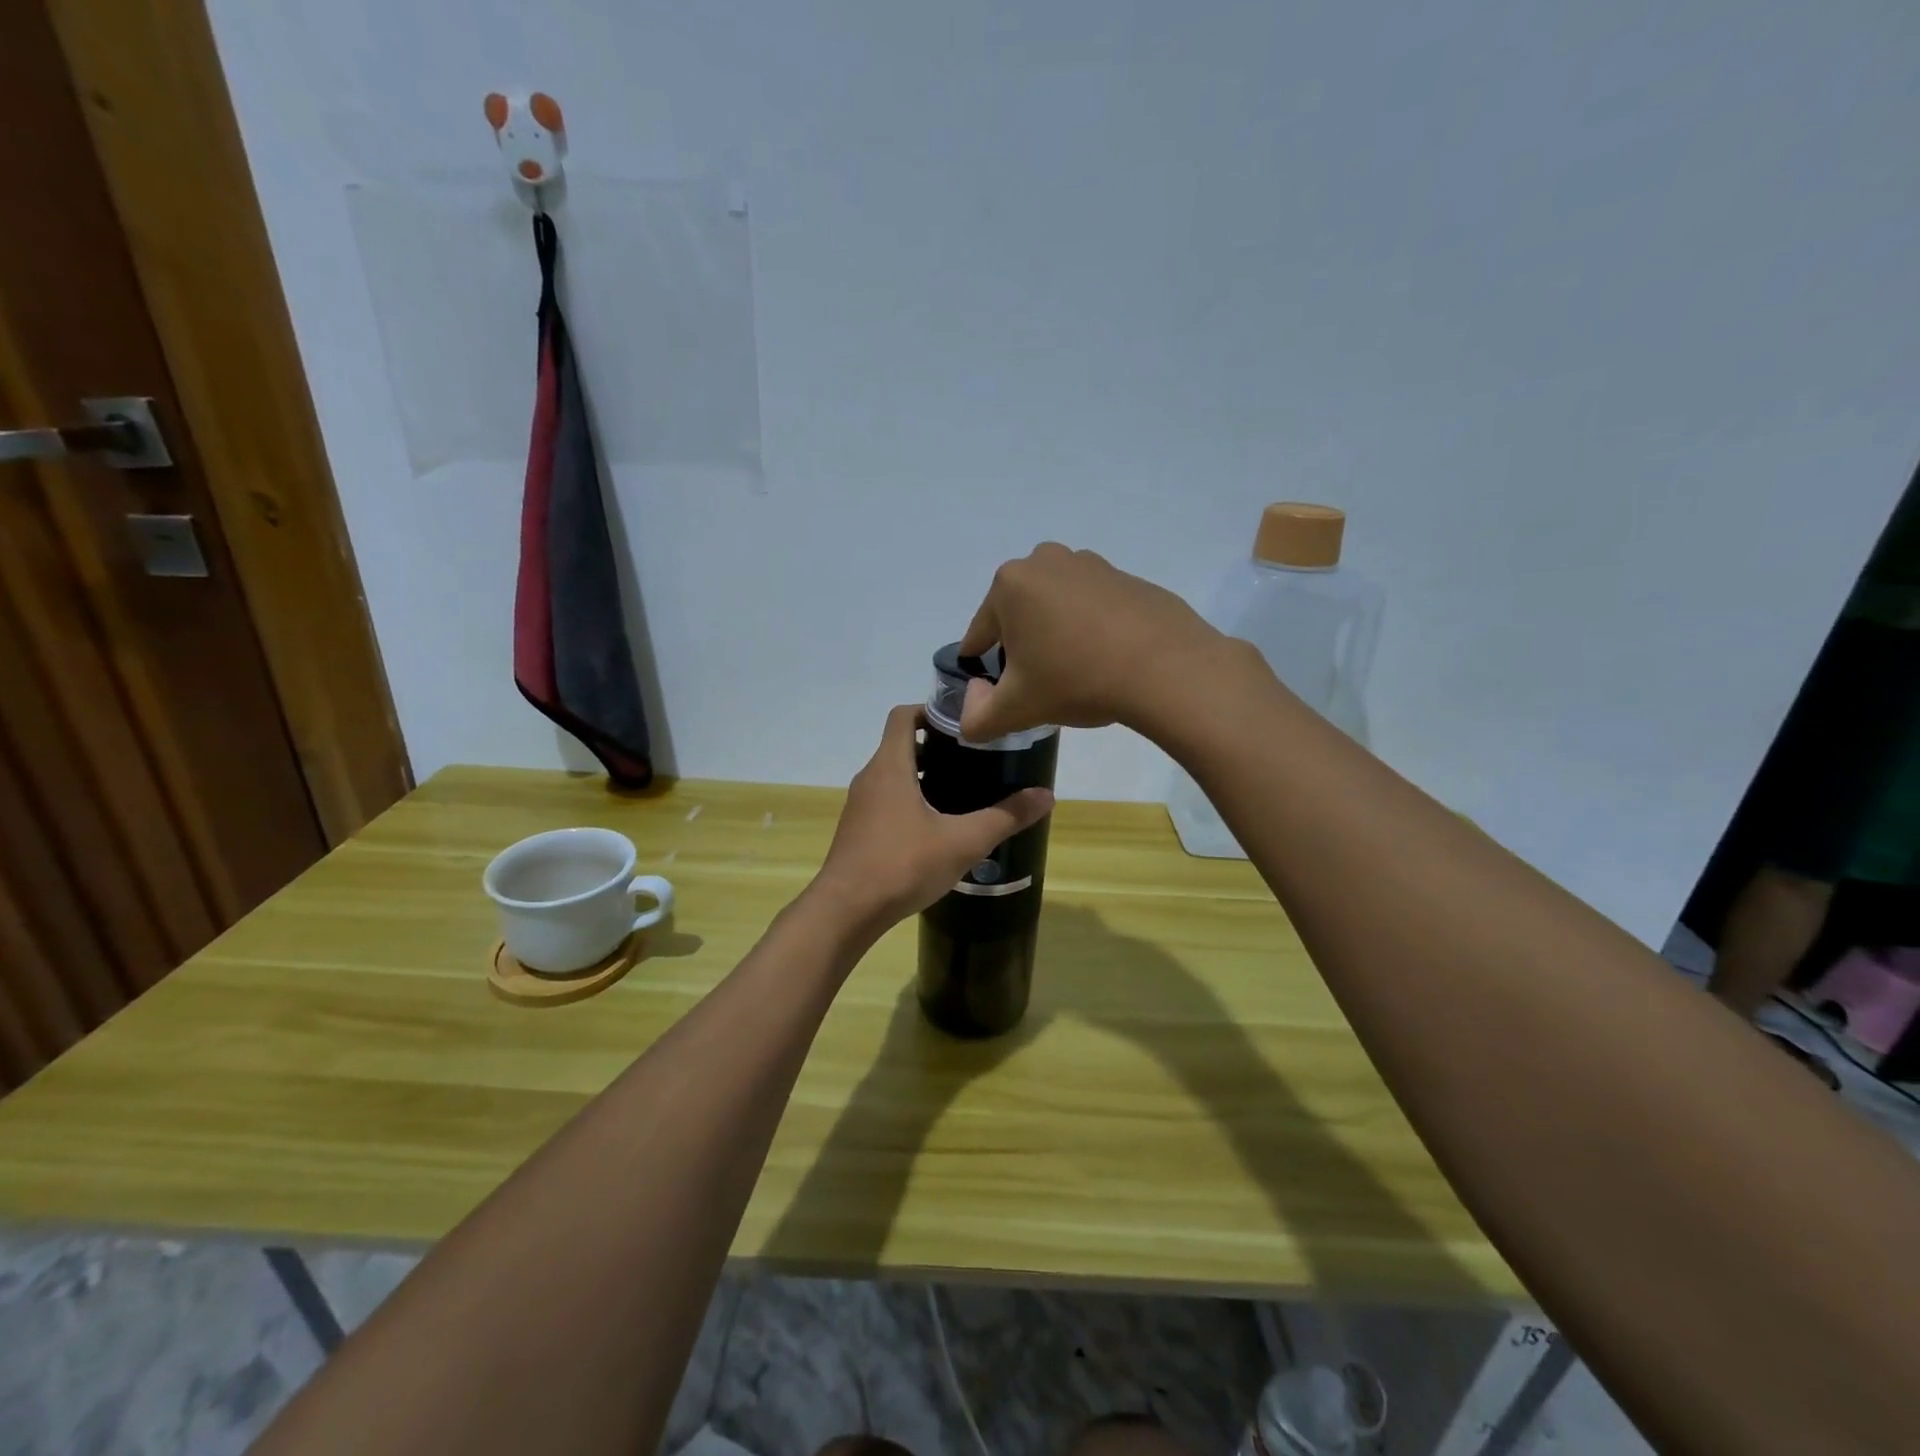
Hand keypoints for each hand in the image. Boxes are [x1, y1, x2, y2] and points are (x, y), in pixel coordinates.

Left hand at [811, 705, 1054, 928]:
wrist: (846, 911)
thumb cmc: (902, 864)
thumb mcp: (963, 841)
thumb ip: (1005, 817)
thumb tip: (1047, 795)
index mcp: (890, 766)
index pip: (903, 715)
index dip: (932, 710)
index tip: (965, 725)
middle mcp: (870, 778)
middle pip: (901, 745)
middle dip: (937, 747)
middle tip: (975, 759)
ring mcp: (860, 806)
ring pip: (894, 776)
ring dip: (924, 776)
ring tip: (963, 792)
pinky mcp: (858, 831)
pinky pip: (886, 801)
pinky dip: (910, 801)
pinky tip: (937, 828)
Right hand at [958, 543, 1224, 742]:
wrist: (1166, 668)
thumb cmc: (1076, 680)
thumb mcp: (1015, 710)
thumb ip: (976, 718)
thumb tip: (973, 703)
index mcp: (1010, 584)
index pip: (980, 633)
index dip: (981, 666)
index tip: (993, 691)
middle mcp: (1045, 561)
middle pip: (1018, 615)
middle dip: (1021, 647)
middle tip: (1038, 684)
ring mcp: (1091, 565)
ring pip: (1055, 608)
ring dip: (1055, 635)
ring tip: (1073, 673)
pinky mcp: (1127, 577)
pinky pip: (1092, 607)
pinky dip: (1089, 629)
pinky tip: (1104, 660)